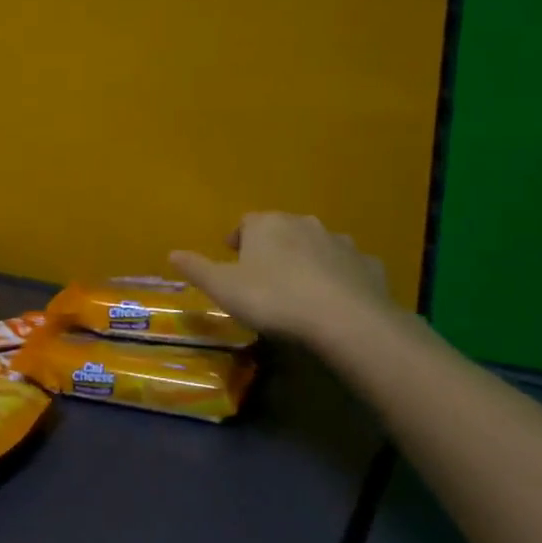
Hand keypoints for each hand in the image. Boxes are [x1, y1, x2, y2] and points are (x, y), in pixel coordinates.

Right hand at [171, 212, 392, 347]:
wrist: (345, 320)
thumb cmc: (273, 298)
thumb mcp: (222, 287)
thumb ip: (197, 269)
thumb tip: (173, 253)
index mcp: (267, 225)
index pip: (246, 222)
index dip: (238, 239)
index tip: (233, 256)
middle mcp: (304, 224)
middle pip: (283, 229)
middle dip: (273, 246)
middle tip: (263, 273)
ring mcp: (341, 243)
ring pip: (317, 245)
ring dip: (306, 259)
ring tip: (298, 288)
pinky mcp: (368, 266)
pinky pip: (347, 267)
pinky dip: (339, 277)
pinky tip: (333, 299)